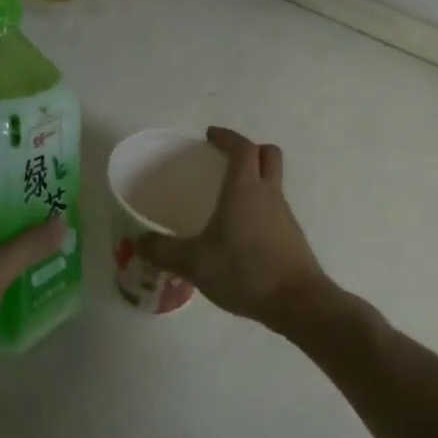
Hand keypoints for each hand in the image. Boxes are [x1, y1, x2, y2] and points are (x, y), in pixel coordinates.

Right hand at [137, 127, 330, 334]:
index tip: (210, 135)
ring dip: (254, 179)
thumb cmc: (245, 271)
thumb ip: (163, 251)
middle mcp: (268, 194)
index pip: (241, 148)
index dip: (227, 137)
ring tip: (226, 199)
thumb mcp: (194, 263)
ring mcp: (284, 215)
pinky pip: (273, 208)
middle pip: (268, 155)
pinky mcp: (291, 237)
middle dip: (248, 150)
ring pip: (272, 182)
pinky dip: (257, 207)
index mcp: (245, 189)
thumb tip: (139, 242)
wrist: (297, 302)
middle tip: (224, 159)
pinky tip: (238, 233)